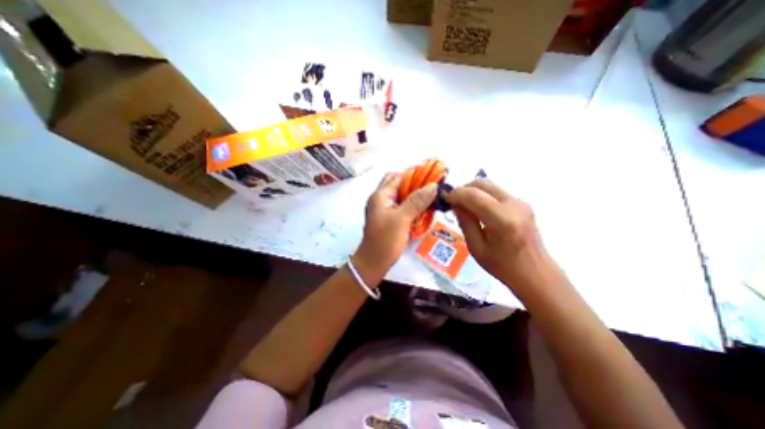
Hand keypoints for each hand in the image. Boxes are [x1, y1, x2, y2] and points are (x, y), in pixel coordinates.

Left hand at [353, 172, 436, 282]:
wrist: (373, 263)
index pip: (399, 176)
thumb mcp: (401, 219)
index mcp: (381, 195)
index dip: (416, 174)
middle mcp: (381, 199)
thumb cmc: (385, 241)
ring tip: (431, 198)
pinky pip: (402, 206)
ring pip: (402, 195)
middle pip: (399, 184)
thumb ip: (417, 201)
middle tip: (433, 189)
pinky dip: (413, 205)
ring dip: (415, 195)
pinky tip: (423, 210)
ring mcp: (385, 209)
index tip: (433, 176)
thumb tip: (433, 185)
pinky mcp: (389, 218)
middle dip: (416, 184)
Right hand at [446, 180, 546, 286]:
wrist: (536, 273)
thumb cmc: (503, 266)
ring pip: (489, 186)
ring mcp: (520, 202)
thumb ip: (465, 222)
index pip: (473, 195)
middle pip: (482, 183)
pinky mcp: (522, 203)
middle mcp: (514, 205)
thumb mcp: (476, 247)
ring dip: (473, 192)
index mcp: (502, 220)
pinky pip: (496, 192)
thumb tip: (455, 204)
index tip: (445, 200)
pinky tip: (478, 210)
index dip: (456, 194)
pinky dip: (483, 196)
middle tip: (454, 202)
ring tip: (465, 207)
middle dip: (464, 189)